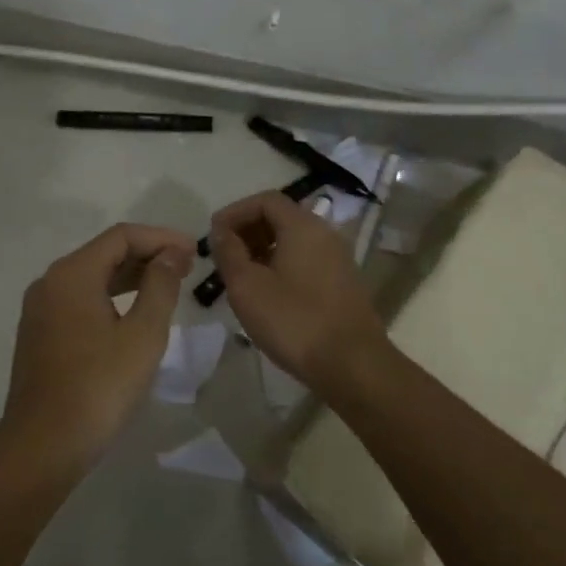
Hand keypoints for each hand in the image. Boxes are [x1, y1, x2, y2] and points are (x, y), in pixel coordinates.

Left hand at [0, 222, 194, 475]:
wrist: (43, 445)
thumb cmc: (99, 386)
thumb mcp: (142, 334)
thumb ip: (160, 286)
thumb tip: (170, 254)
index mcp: (72, 274)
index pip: (121, 236)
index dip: (160, 238)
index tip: (192, 251)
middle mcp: (50, 282)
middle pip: (104, 253)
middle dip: (147, 255)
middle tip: (186, 269)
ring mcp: (40, 309)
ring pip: (92, 277)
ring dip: (130, 277)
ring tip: (167, 287)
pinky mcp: (39, 333)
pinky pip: (80, 300)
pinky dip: (110, 297)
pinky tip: (134, 313)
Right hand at [208, 190, 388, 389]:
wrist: (352, 365)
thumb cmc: (294, 321)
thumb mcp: (247, 287)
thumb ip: (229, 253)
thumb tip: (220, 231)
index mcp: (302, 226)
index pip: (265, 200)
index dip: (235, 212)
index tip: (213, 234)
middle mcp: (324, 234)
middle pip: (281, 217)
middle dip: (248, 230)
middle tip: (223, 255)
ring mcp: (337, 259)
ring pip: (293, 240)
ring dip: (263, 249)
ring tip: (240, 276)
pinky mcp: (342, 283)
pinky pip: (306, 260)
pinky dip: (281, 265)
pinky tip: (266, 293)